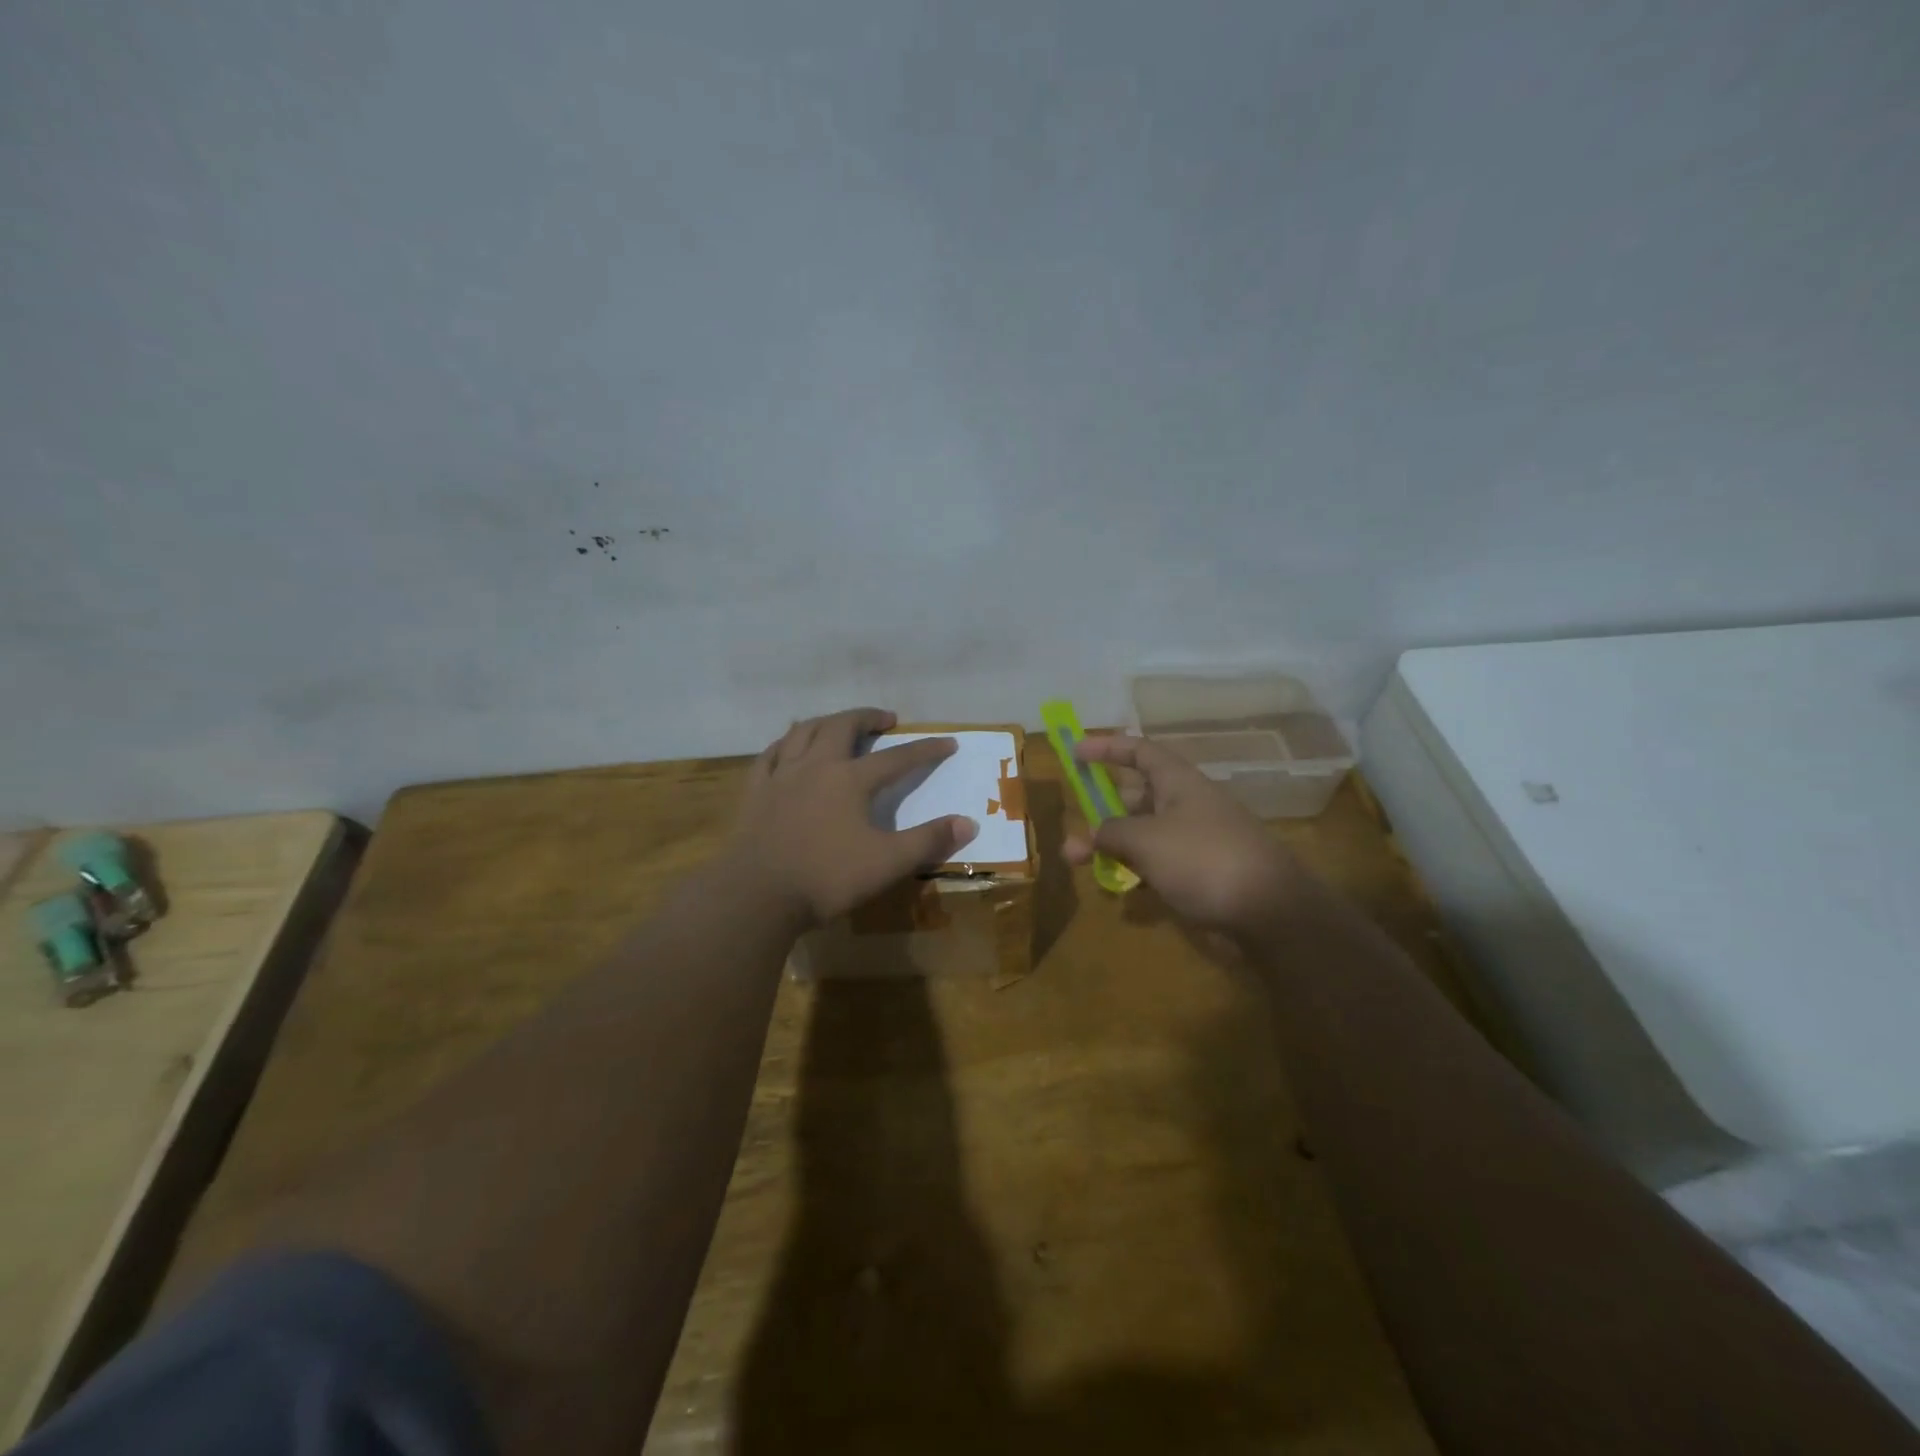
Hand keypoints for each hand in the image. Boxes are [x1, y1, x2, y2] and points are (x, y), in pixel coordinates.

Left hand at [725, 708, 978, 927]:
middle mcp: (816, 766)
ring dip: (827, 721)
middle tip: (886, 719)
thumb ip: (928, 841)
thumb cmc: (826, 878)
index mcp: (851, 780)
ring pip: (804, 731)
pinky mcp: (755, 791)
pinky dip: (786, 743)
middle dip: (868, 717)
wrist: (756, 895)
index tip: (948, 742)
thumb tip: (969, 823)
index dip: (926, 749)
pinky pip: (770, 754)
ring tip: (840, 724)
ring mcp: (781, 776)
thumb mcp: (888, 863)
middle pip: (843, 726)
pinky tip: (789, 746)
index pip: (897, 757)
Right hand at [1063, 734, 1310, 939]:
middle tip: (1073, 827)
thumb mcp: (1146, 840)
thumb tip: (1088, 836)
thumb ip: (1109, 833)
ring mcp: (1197, 841)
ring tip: (1082, 864)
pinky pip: (1159, 865)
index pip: (1139, 751)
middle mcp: (1188, 805)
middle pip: (1138, 796)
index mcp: (1179, 782)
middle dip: (1101, 811)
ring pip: (1145, 835)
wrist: (1270, 911)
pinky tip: (1121, 895)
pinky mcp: (1203, 874)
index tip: (1074, 750)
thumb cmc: (1203, 859)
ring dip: (1113, 847)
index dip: (1107, 747)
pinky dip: (1137, 873)